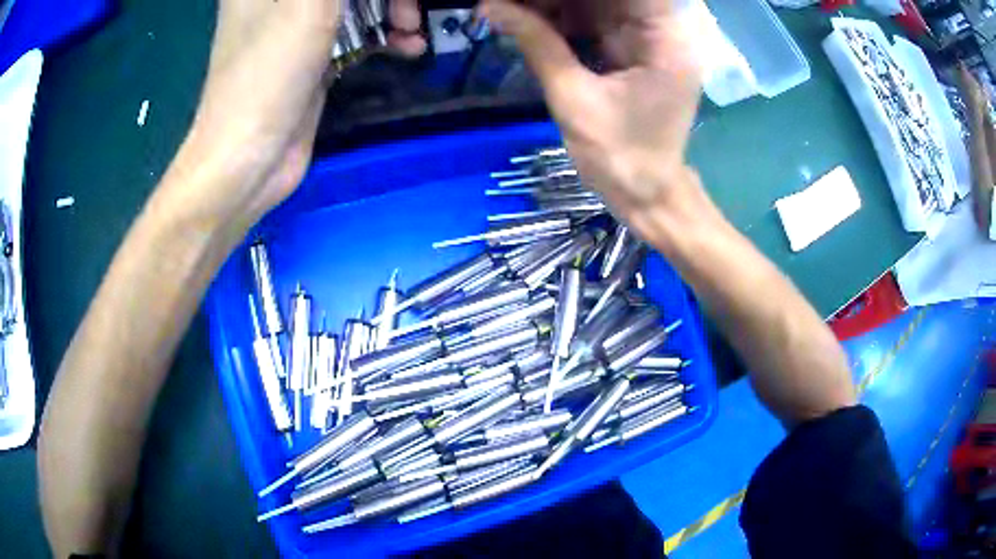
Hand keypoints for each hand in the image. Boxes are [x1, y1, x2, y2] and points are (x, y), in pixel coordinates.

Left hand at [165, 0, 425, 233]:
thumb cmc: (268, 73)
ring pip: (355, 3)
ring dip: (391, 8)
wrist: (249, 160)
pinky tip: (409, 45)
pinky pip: (356, 30)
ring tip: (412, 27)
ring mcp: (296, 25)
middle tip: (408, 9)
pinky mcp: (313, 54)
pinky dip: (385, 33)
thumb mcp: (309, 6)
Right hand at [479, 0, 705, 221]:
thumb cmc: (619, 156)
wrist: (645, 194)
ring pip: (600, 3)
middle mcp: (664, 32)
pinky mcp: (634, 52)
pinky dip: (564, 17)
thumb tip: (490, 5)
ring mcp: (650, 41)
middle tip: (513, 0)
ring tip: (514, 5)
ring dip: (557, 3)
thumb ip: (536, 43)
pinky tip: (529, 15)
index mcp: (666, 39)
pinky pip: (596, 21)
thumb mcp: (573, 98)